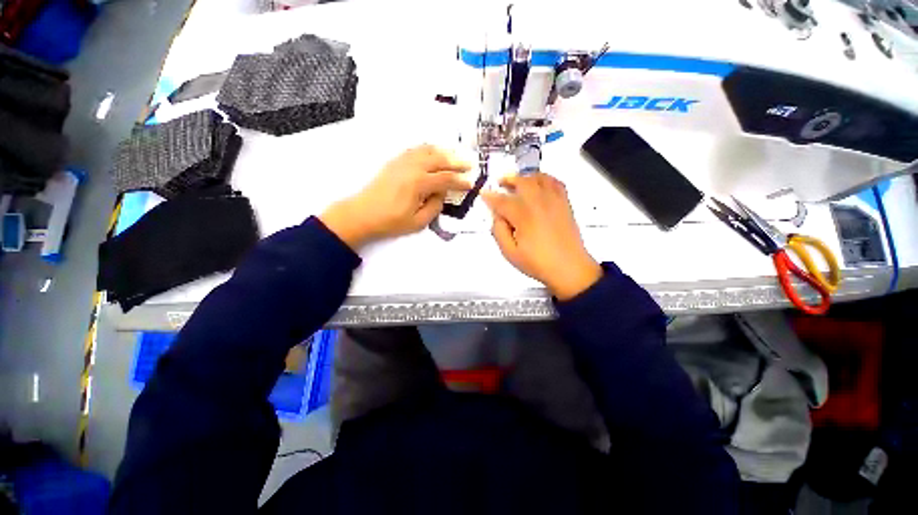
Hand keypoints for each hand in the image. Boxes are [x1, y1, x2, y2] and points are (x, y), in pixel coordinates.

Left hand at [320, 145, 470, 248]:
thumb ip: (435, 207)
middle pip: (439, 159)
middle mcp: (412, 167)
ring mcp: (402, 162)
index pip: (446, 179)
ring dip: (444, 152)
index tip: (471, 183)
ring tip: (455, 155)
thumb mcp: (418, 222)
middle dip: (457, 162)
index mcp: (419, 183)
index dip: (460, 181)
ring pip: (428, 150)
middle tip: (470, 164)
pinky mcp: (395, 162)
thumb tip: (442, 194)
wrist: (362, 214)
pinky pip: (415, 150)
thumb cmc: (390, 221)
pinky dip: (428, 149)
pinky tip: (433, 152)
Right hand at [482, 173, 601, 300]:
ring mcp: (554, 201)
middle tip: (499, 182)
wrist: (570, 269)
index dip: (490, 196)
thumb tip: (496, 216)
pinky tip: (540, 183)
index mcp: (523, 215)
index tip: (483, 193)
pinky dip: (545, 178)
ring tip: (518, 180)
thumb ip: (499, 231)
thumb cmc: (538, 263)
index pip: (502, 200)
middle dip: (508, 179)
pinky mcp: (565, 203)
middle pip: (521, 182)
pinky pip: (555, 182)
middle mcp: (539, 203)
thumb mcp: (510, 253)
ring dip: (525, 176)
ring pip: (538, 178)